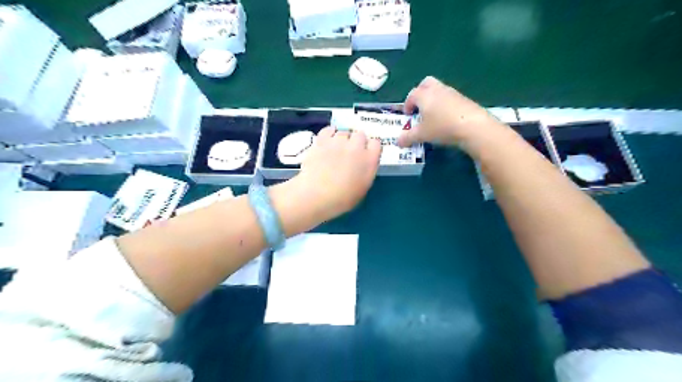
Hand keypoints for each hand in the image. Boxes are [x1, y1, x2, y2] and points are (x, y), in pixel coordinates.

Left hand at [288, 128, 381, 223]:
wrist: (317, 195)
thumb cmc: (342, 199)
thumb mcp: (362, 188)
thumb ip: (366, 172)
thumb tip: (362, 165)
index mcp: (370, 160)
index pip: (376, 144)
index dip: (370, 148)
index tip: (365, 155)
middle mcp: (356, 147)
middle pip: (360, 135)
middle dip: (356, 142)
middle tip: (349, 153)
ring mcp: (339, 141)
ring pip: (343, 132)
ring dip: (342, 139)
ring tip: (335, 149)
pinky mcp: (322, 140)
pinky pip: (328, 129)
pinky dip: (329, 133)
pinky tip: (327, 141)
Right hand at [395, 75, 505, 149]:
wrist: (473, 126)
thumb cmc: (442, 127)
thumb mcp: (421, 135)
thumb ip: (408, 138)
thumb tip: (398, 142)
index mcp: (424, 95)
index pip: (411, 95)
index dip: (407, 105)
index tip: (407, 116)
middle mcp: (437, 89)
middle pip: (426, 83)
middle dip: (420, 93)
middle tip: (419, 108)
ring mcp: (452, 93)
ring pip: (439, 90)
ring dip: (433, 99)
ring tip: (433, 116)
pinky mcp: (464, 99)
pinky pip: (450, 98)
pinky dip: (445, 105)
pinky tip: (446, 119)